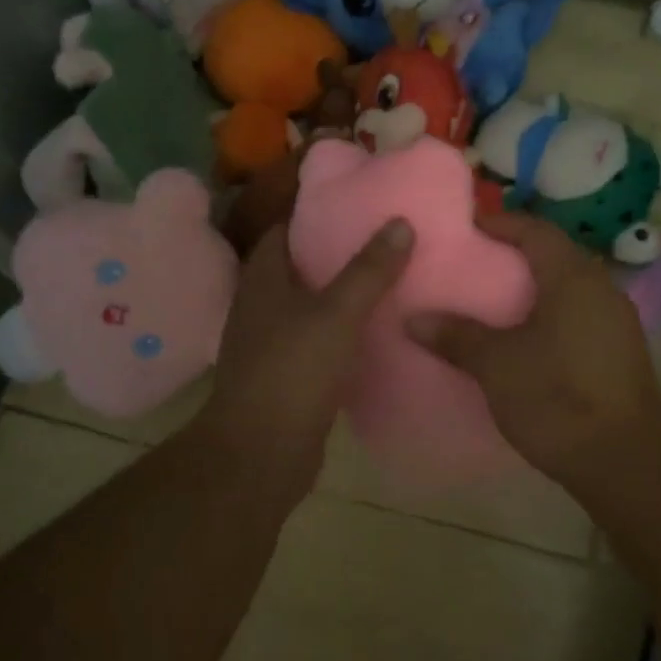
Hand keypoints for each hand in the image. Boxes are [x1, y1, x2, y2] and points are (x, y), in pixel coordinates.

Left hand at [196, 218, 414, 496]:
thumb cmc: (292, 371)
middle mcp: (260, 308)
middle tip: (380, 241)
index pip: (281, 232)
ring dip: (338, 295)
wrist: (260, 453)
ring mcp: (269, 345)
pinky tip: (372, 333)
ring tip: (385, 281)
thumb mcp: (337, 314)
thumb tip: (400, 222)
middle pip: (297, 268)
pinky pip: (316, 341)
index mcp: (262, 282)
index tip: (353, 206)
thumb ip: (369, 270)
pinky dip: (340, 332)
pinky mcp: (285, 377)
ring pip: (308, 307)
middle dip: (333, 254)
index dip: (312, 216)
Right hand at [407, 212, 660, 489]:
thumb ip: (456, 336)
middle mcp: (601, 288)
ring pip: (570, 286)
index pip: (535, 231)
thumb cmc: (558, 398)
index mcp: (573, 277)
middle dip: (517, 253)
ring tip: (496, 298)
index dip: (501, 223)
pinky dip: (551, 311)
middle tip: (477, 261)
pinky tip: (529, 336)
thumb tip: (413, 319)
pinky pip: (580, 313)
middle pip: (556, 255)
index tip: (468, 225)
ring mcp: (617, 320)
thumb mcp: (497, 365)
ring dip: (536, 285)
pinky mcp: (620, 350)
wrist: (627, 461)